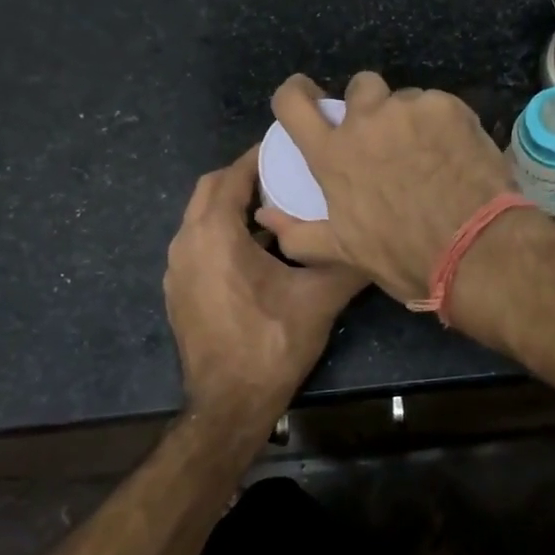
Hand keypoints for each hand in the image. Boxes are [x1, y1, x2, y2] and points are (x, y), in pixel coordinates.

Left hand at [164, 146, 366, 424]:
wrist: (228, 405)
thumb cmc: (271, 343)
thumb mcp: (319, 298)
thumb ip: (347, 261)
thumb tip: (376, 237)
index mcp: (214, 233)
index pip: (233, 175)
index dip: (260, 157)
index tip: (290, 149)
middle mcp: (187, 242)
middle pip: (211, 190)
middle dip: (244, 178)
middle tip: (285, 175)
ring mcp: (177, 269)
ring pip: (201, 217)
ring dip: (233, 206)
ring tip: (276, 208)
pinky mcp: (179, 291)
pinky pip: (199, 244)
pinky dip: (222, 233)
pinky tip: (258, 251)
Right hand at [255, 72, 513, 302]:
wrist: (475, 248)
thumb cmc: (403, 255)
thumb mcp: (344, 252)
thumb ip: (297, 234)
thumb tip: (265, 216)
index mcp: (333, 154)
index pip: (293, 103)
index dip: (295, 94)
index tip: (306, 96)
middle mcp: (366, 121)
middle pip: (358, 86)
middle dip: (368, 104)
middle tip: (386, 137)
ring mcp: (409, 109)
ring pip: (404, 99)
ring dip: (409, 119)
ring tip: (429, 153)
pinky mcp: (448, 107)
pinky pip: (438, 106)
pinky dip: (443, 124)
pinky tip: (455, 153)